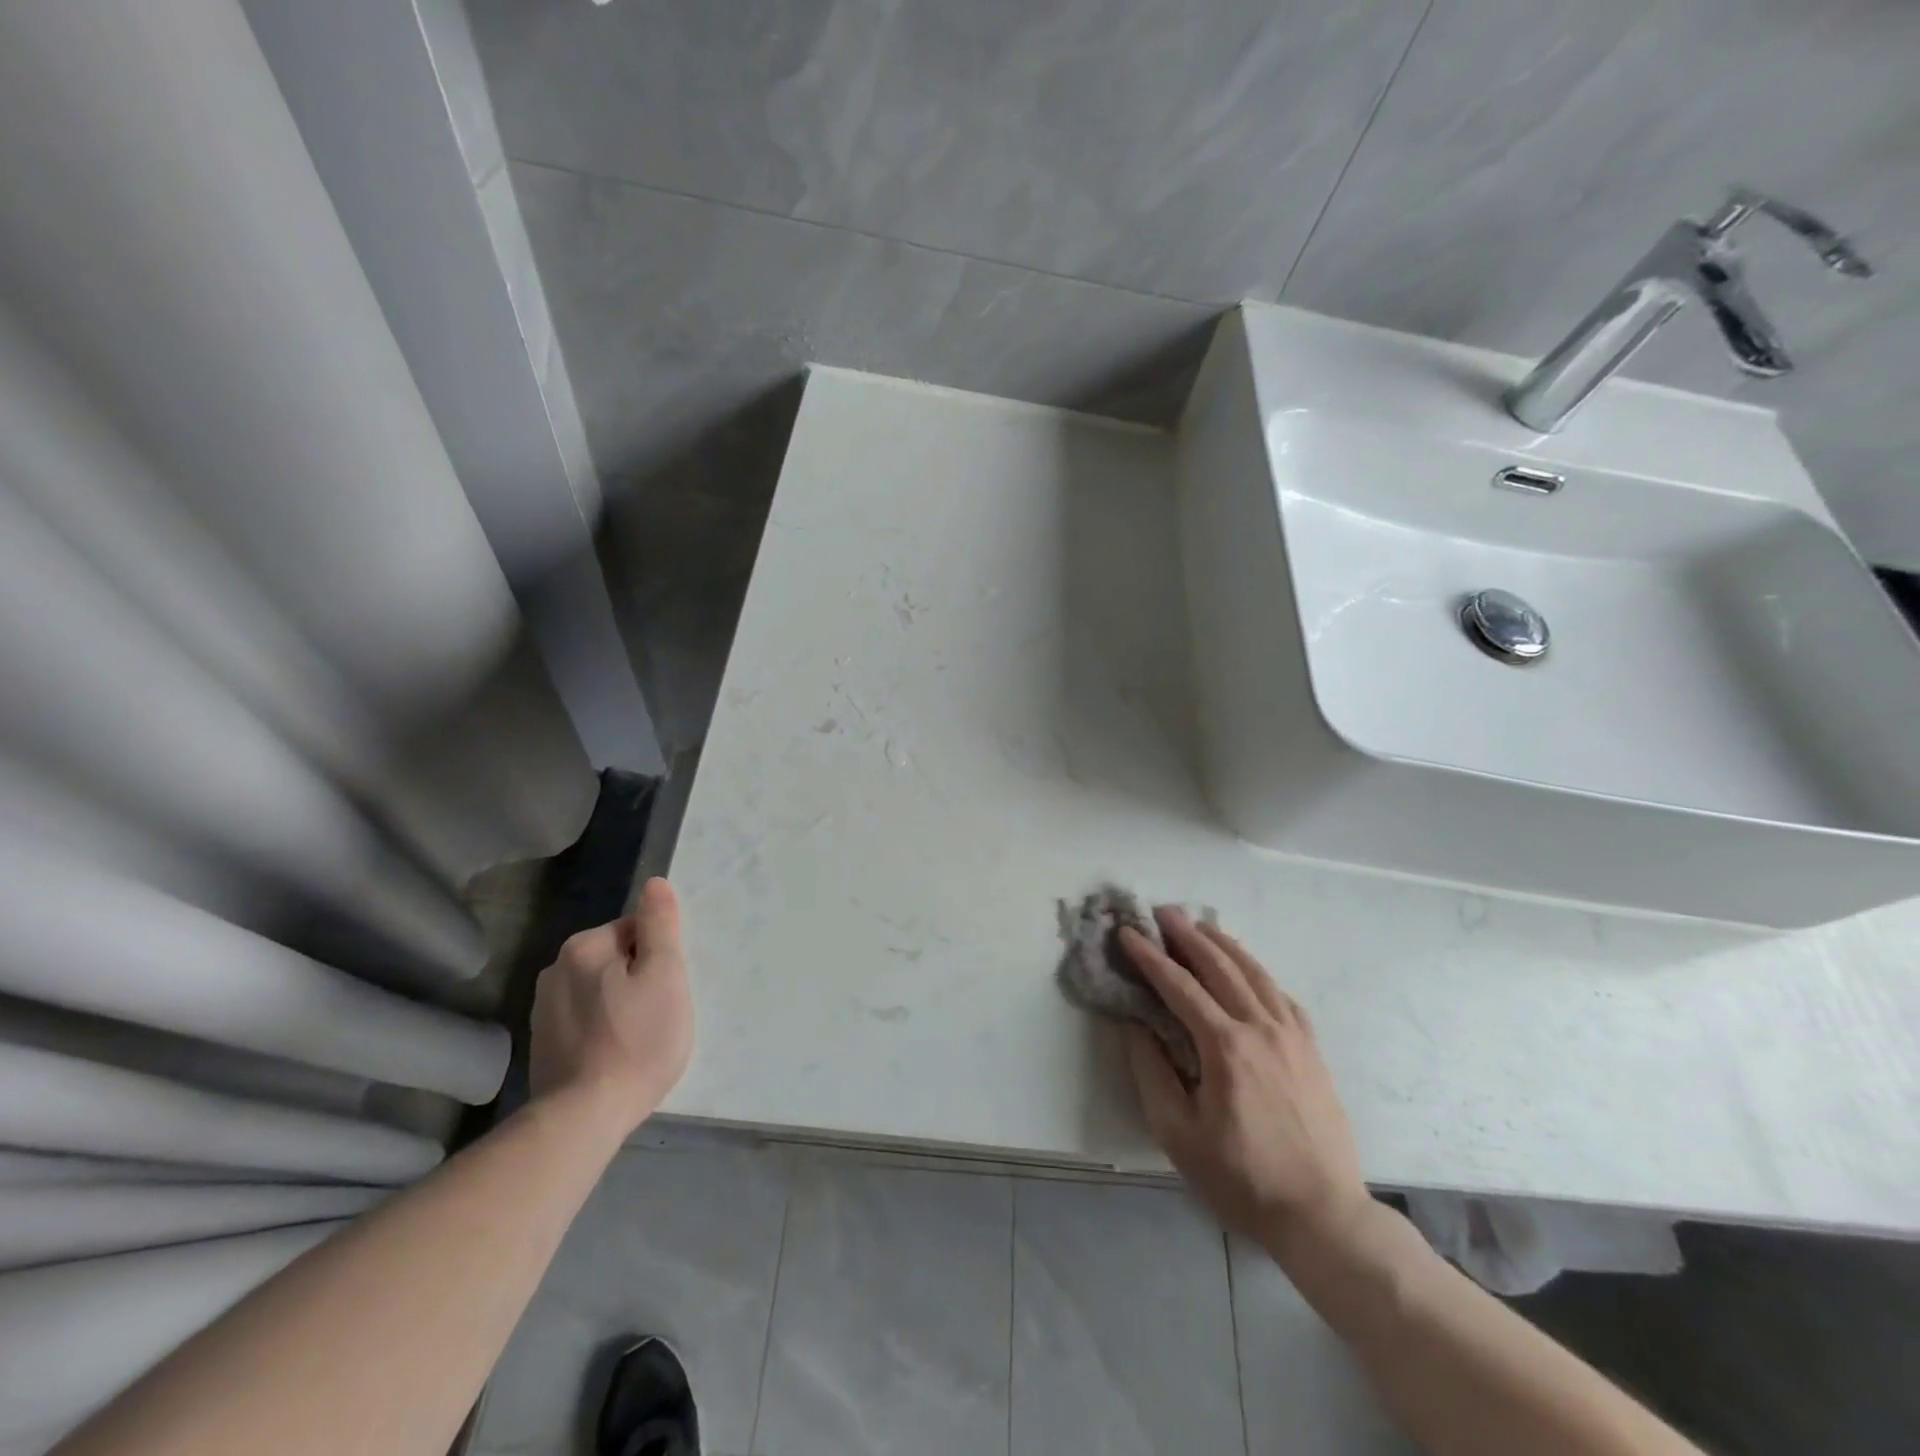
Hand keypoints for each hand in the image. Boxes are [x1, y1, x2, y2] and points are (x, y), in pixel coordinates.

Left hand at [528, 877, 693, 1139]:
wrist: (584, 1117)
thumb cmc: (637, 1040)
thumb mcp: (665, 975)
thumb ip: (660, 925)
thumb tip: (655, 883)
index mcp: (585, 946)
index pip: (635, 929)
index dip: (660, 955)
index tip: (668, 988)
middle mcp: (556, 969)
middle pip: (616, 958)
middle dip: (640, 978)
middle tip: (659, 1013)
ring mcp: (544, 1009)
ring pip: (599, 989)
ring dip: (620, 1002)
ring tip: (638, 1037)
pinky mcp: (542, 1044)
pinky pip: (584, 1019)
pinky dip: (601, 1028)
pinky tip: (614, 1054)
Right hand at [1122, 909, 1370, 1258]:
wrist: (1323, 1216)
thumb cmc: (1242, 1179)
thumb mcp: (1178, 1135)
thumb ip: (1152, 1073)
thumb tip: (1136, 1026)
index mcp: (1225, 1047)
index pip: (1179, 986)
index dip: (1150, 957)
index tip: (1128, 933)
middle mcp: (1260, 1028)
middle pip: (1220, 966)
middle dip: (1187, 935)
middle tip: (1162, 912)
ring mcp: (1292, 1036)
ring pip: (1255, 973)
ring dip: (1224, 944)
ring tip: (1200, 925)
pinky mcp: (1311, 1050)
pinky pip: (1282, 996)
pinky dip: (1258, 973)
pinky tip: (1248, 970)